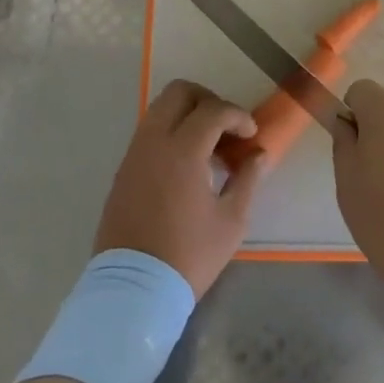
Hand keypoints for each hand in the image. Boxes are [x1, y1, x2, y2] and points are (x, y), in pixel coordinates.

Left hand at [94, 80, 269, 296]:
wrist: (133, 290)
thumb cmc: (189, 256)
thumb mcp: (231, 221)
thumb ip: (248, 179)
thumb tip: (259, 154)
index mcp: (182, 151)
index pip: (213, 110)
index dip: (237, 116)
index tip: (251, 134)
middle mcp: (154, 141)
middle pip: (179, 92)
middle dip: (208, 100)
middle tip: (226, 127)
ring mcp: (134, 153)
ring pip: (159, 108)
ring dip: (187, 114)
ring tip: (208, 146)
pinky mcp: (123, 169)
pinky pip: (148, 131)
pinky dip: (169, 131)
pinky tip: (186, 163)